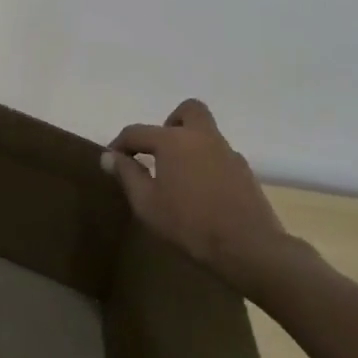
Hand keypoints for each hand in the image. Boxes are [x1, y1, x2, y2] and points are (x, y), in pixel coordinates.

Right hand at [104, 99, 311, 298]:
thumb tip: (110, 156)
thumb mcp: (147, 204)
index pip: (137, 131)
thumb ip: (127, 175)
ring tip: (177, 177)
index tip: (112, 161)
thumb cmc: (189, 224)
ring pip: (206, 133)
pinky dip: (205, 163)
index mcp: (173, 140)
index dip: (120, 144)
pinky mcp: (244, 171)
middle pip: (188, 111)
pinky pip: (219, 155)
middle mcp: (202, 136)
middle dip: (169, 123)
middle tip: (159, 151)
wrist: (248, 247)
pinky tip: (201, 192)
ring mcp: (227, 152)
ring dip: (189, 144)